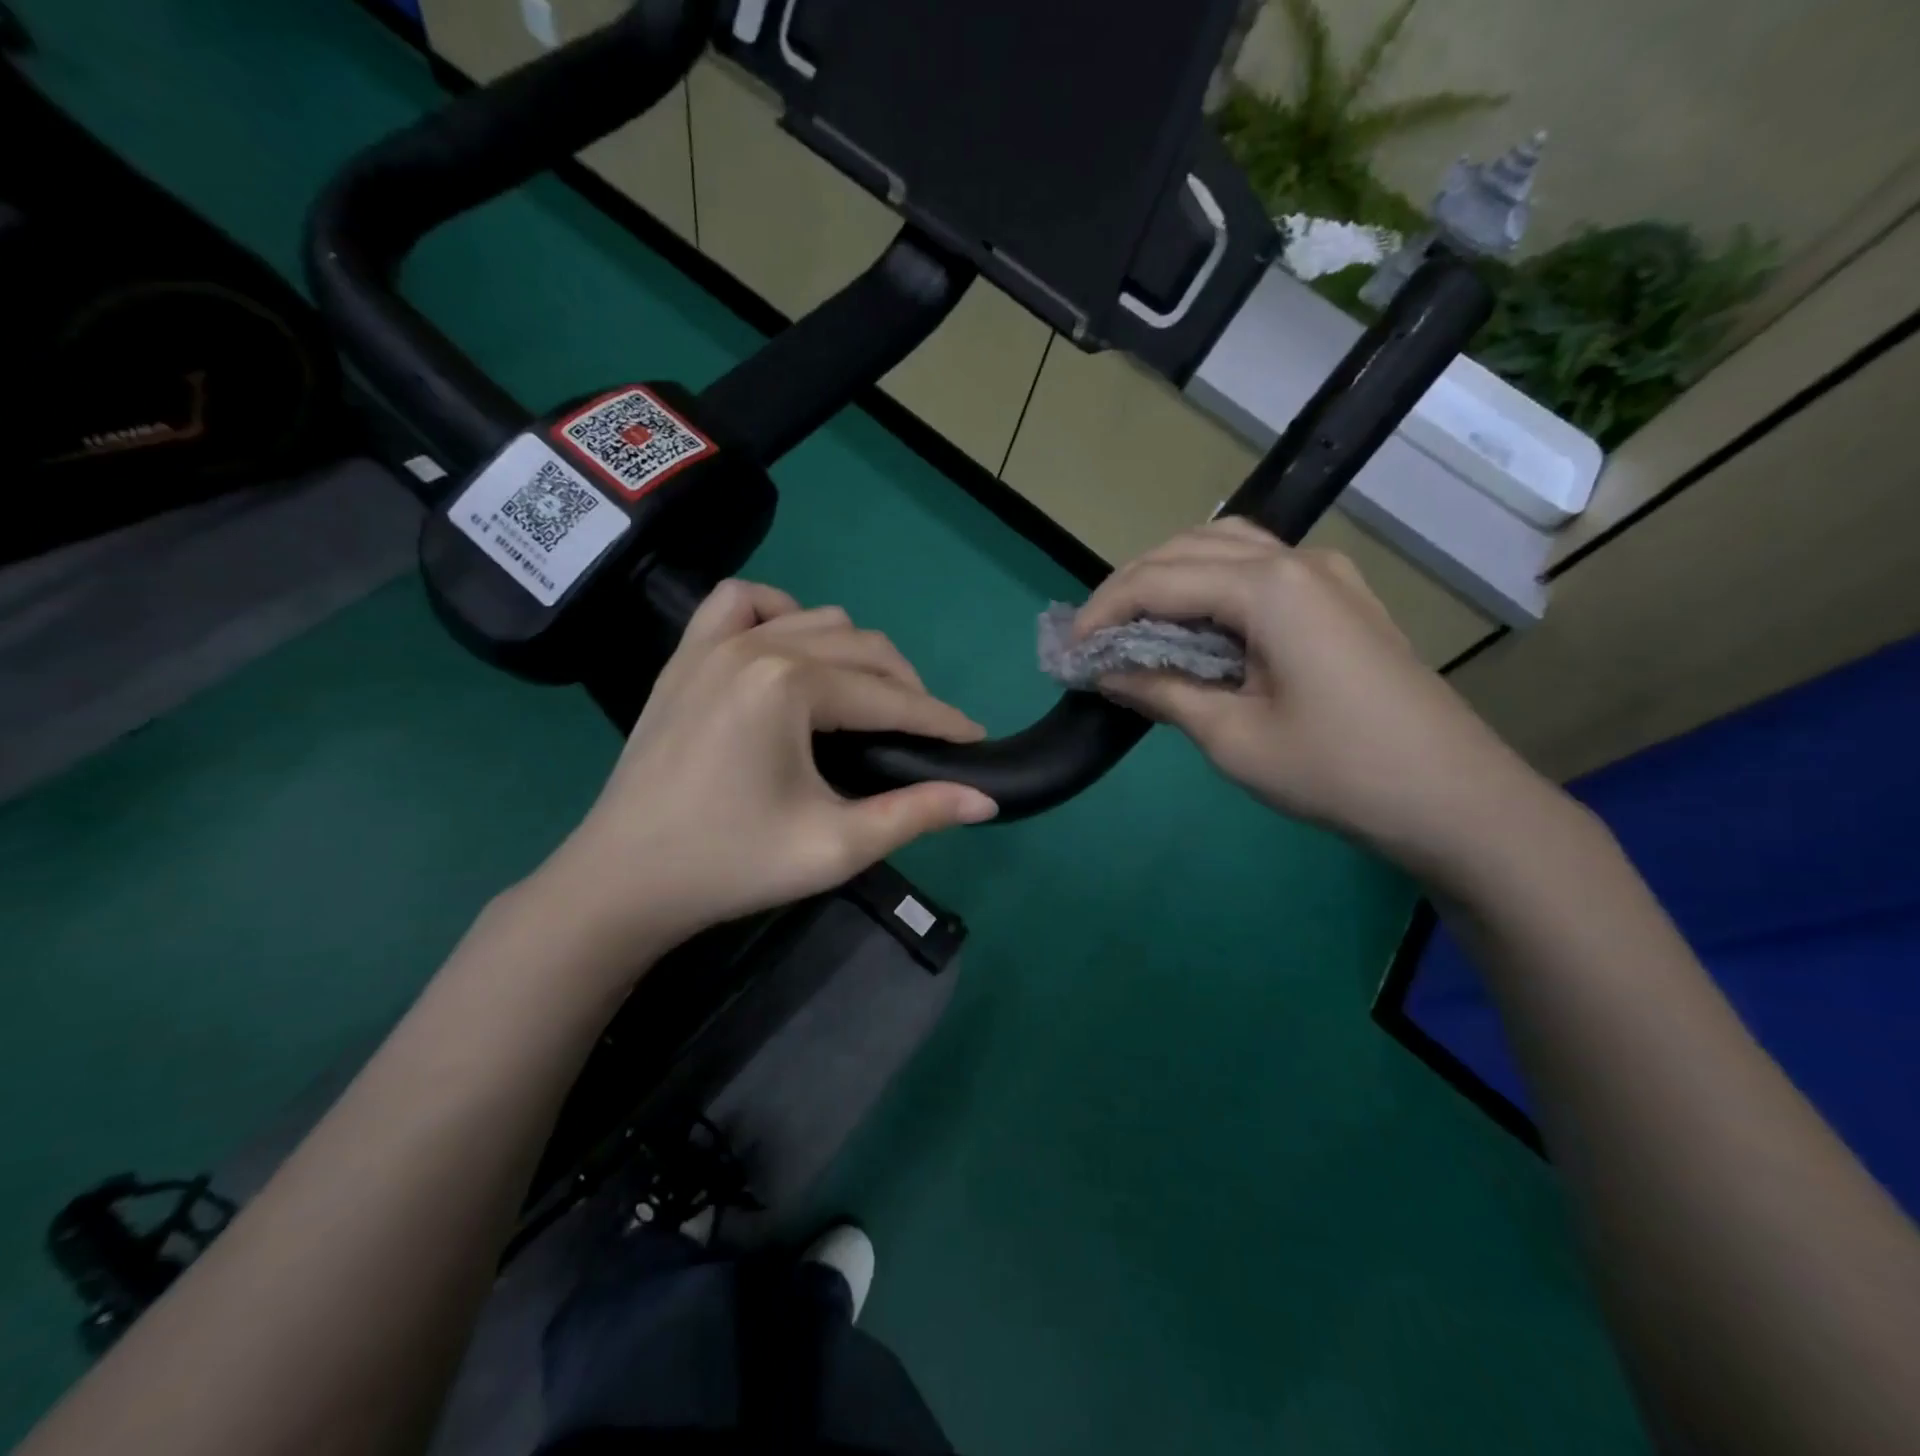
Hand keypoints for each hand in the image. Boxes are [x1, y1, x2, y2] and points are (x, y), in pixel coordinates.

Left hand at [531, 580, 996, 961]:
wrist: (623, 881)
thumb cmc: (732, 865)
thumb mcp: (835, 846)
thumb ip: (916, 814)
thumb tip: (987, 800)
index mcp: (790, 685)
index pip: (890, 696)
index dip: (940, 720)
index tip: (975, 738)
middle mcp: (756, 645)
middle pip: (863, 647)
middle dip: (906, 689)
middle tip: (924, 736)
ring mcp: (714, 643)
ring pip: (816, 618)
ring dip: (856, 654)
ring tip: (867, 703)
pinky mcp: (686, 654)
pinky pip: (742, 602)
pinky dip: (780, 613)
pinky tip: (791, 650)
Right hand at [1075, 519, 1562, 883]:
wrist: (1452, 798)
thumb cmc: (1336, 771)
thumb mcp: (1233, 737)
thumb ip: (1163, 691)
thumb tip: (1107, 672)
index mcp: (1269, 588)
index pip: (1160, 581)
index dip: (1105, 611)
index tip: (1068, 649)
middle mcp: (1296, 561)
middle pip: (1189, 549)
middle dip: (1131, 587)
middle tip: (1094, 636)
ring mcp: (1325, 574)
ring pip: (1225, 549)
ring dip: (1171, 577)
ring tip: (1136, 624)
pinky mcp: (1339, 598)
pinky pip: (1258, 569)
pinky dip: (1212, 586)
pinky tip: (1196, 624)